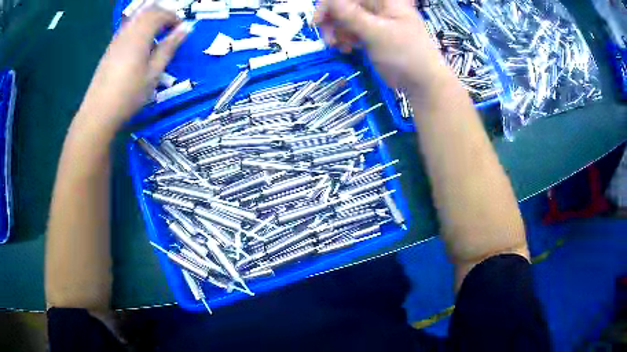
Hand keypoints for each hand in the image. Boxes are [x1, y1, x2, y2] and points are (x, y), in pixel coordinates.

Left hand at [79, 8, 188, 126]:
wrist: (98, 112)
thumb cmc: (129, 95)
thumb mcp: (154, 73)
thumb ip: (169, 48)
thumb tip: (186, 29)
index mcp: (139, 36)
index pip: (159, 14)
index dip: (173, 17)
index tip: (181, 28)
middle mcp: (127, 32)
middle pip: (147, 12)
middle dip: (162, 15)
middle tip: (171, 29)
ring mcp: (116, 40)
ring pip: (136, 18)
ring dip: (150, 20)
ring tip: (158, 35)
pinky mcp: (110, 49)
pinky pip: (127, 28)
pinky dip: (139, 28)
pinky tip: (141, 44)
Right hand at [314, 0, 447, 89]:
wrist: (422, 83)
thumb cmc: (405, 54)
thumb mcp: (377, 33)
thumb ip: (352, 15)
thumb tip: (330, 1)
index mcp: (384, 1)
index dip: (331, 4)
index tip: (319, 21)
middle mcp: (378, 7)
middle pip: (345, 5)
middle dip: (333, 20)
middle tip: (329, 39)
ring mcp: (375, 21)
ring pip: (345, 19)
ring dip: (337, 32)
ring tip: (341, 47)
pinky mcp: (372, 35)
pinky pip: (352, 31)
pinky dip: (345, 39)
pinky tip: (348, 50)